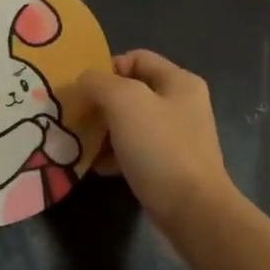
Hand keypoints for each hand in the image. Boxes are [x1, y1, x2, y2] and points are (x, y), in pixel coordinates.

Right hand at [78, 50, 234, 226]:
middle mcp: (181, 104)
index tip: (84, 91)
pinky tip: (97, 166)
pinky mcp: (168, 165)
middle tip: (76, 118)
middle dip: (100, 103)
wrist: (192, 210)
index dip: (106, 69)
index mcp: (179, 81)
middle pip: (130, 92)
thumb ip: (99, 82)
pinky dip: (114, 155)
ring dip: (103, 131)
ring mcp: (176, 137)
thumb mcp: (124, 102)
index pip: (135, 58)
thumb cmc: (159, 148)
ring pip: (129, 123)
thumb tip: (85, 81)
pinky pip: (134, 150)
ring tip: (81, 144)